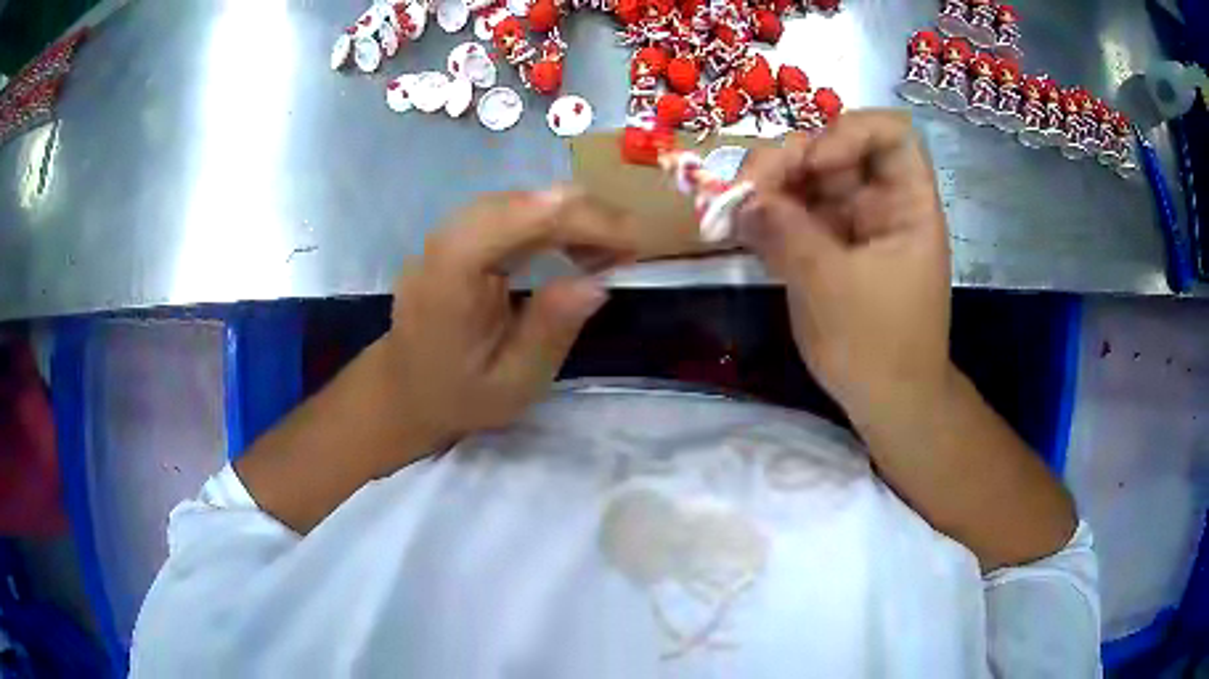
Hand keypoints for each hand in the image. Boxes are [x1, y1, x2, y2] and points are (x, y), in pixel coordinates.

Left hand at [380, 189, 637, 467]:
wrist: (404, 391)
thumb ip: (551, 330)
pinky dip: (549, 222)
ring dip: (569, 215)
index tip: (630, 239)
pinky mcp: (457, 239)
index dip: (575, 219)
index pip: (513, 221)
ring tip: (609, 248)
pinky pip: (508, 214)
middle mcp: (443, 244)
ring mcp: (446, 237)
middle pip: (517, 202)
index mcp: (449, 278)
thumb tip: (598, 280)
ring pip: (515, 202)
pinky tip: (574, 246)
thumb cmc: (457, 397)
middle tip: (630, 246)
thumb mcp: (513, 383)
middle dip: (581, 213)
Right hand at [736, 111, 952, 418]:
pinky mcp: (824, 245)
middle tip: (744, 189)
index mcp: (906, 203)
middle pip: (832, 148)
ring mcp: (849, 222)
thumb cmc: (878, 347)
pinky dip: (764, 216)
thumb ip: (786, 233)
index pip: (889, 132)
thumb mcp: (832, 287)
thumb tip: (742, 198)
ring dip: (765, 186)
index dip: (849, 131)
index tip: (814, 163)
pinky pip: (791, 213)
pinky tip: (736, 227)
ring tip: (730, 211)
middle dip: (786, 159)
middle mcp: (878, 202)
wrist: (886, 401)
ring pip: (804, 178)